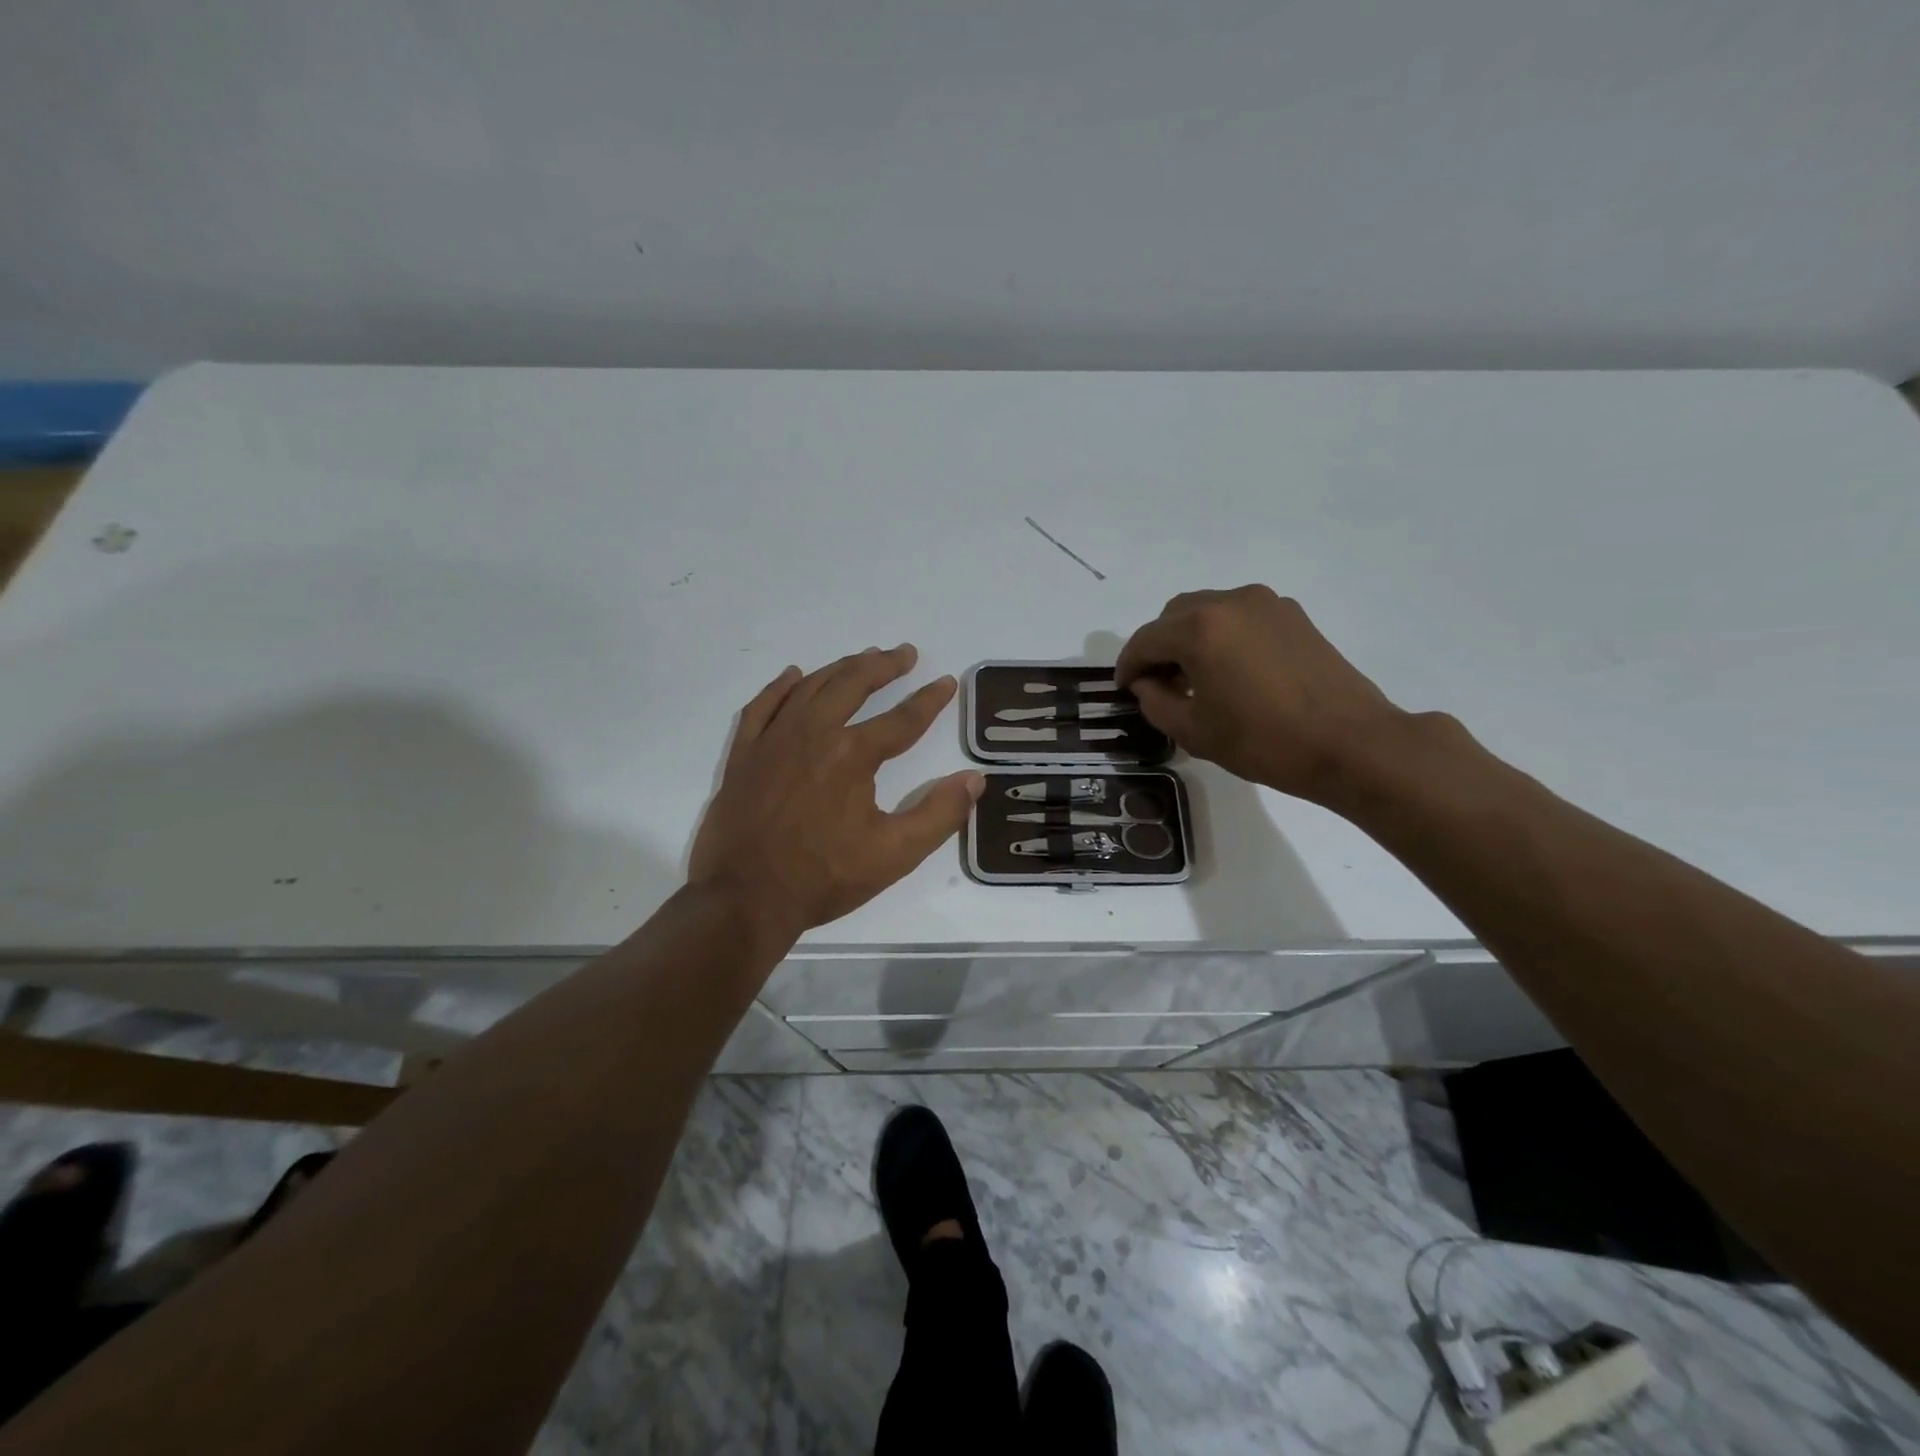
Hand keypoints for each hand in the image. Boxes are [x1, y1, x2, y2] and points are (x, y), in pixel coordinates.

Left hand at [689, 645, 984, 940]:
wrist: (745, 898)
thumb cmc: (823, 877)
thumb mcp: (895, 855)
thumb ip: (940, 814)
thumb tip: (974, 779)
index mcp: (852, 755)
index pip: (902, 719)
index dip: (929, 700)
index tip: (946, 684)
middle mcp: (813, 734)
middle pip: (853, 684)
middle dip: (884, 666)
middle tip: (905, 654)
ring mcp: (773, 740)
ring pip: (811, 687)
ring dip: (841, 668)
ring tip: (862, 658)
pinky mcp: (744, 755)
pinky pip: (762, 706)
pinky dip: (781, 687)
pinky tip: (793, 676)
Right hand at [1115, 586, 1405, 802]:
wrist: (1351, 744)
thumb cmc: (1264, 741)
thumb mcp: (1193, 731)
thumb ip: (1155, 701)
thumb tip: (1146, 683)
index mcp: (1200, 628)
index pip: (1145, 640)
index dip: (1128, 666)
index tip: (1123, 688)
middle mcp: (1230, 602)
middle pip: (1174, 615)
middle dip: (1158, 646)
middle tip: (1157, 683)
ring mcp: (1266, 604)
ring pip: (1208, 610)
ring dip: (1190, 638)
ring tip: (1194, 677)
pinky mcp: (1293, 616)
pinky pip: (1240, 617)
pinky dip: (1222, 635)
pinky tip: (1230, 670)